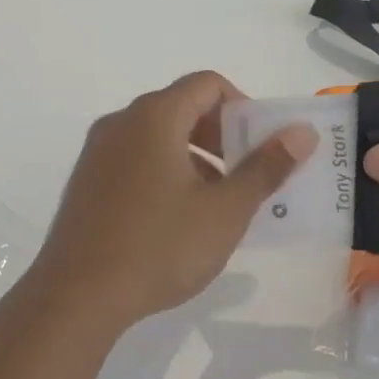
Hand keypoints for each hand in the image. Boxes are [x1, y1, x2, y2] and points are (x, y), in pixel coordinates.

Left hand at [29, 72, 317, 333]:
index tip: (261, 147)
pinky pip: (133, 160)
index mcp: (153, 117)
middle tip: (245, 177)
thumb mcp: (224, 211)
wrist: (78, 294)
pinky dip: (163, 172)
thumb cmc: (160, 247)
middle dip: (221, 136)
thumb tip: (301, 132)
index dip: (243, 107)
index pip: (207, 84)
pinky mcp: (85, 182)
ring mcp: (96, 153)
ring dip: (193, 157)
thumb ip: (265, 167)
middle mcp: (119, 123)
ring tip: (215, 205)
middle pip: (180, 108)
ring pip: (156, 137)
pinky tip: (175, 220)